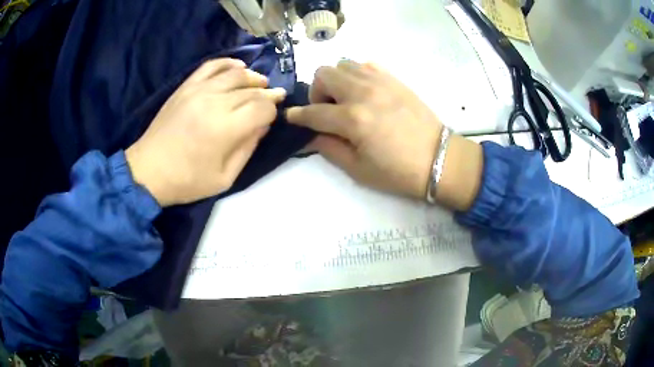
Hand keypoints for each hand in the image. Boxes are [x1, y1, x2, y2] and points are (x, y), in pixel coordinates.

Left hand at [125, 58, 285, 206]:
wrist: (148, 171)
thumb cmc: (187, 180)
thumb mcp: (225, 178)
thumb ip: (248, 149)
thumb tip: (263, 126)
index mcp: (226, 128)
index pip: (262, 107)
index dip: (273, 110)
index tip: (274, 115)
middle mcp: (215, 102)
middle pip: (252, 89)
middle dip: (267, 93)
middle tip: (274, 98)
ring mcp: (199, 90)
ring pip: (235, 73)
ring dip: (253, 77)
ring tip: (259, 83)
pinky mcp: (186, 87)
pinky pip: (211, 66)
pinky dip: (228, 63)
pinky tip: (238, 67)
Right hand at [286, 60, 442, 198]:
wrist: (439, 159)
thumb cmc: (398, 172)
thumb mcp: (358, 169)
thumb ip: (329, 148)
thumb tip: (310, 135)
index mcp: (353, 119)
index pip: (313, 112)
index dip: (298, 116)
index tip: (292, 117)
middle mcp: (363, 92)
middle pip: (323, 74)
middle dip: (316, 92)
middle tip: (327, 110)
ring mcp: (380, 81)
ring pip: (343, 64)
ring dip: (336, 80)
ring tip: (346, 100)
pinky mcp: (394, 79)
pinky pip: (366, 65)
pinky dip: (357, 75)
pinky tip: (364, 92)